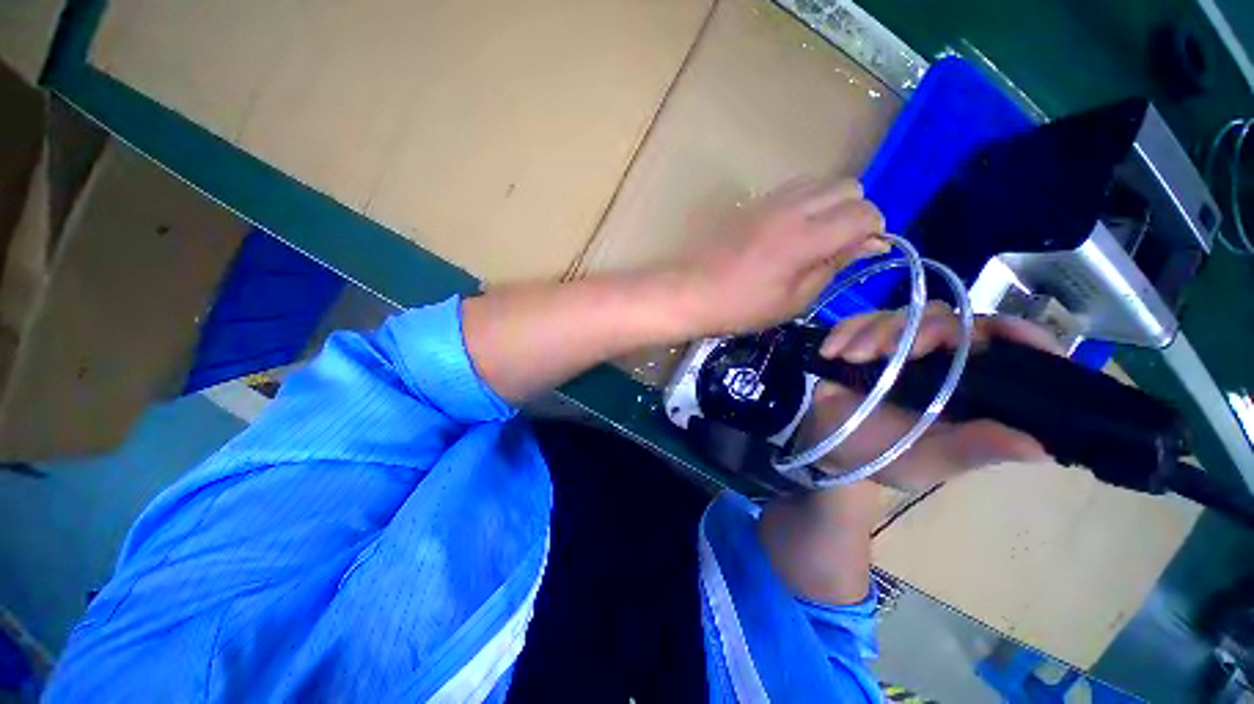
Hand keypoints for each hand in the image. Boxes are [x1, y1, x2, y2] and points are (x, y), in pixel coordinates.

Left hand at [671, 178, 886, 336]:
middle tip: (836, 247)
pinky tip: (790, 231)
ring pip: (821, 182)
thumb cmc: (739, 306)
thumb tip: (870, 243)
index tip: (860, 253)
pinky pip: (794, 188)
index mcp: (806, 237)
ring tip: (813, 239)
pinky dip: (806, 202)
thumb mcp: (792, 300)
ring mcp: (770, 200)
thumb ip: (833, 266)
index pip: (865, 212)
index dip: (873, 232)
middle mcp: (792, 207)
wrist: (688, 291)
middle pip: (849, 187)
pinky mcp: (752, 202)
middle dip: (854, 213)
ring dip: (830, 205)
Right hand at [800, 303, 1065, 490]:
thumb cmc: (882, 456)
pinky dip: (845, 331)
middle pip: (951, 319)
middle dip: (920, 329)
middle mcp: (943, 360)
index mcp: (972, 388)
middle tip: (886, 351)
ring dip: (875, 332)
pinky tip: (832, 351)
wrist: (828, 445)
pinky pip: (858, 320)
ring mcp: (900, 346)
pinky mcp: (862, 340)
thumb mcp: (930, 461)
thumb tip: (1039, 446)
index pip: (1011, 349)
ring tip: (852, 357)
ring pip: (903, 314)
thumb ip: (974, 449)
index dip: (1017, 334)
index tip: (999, 331)